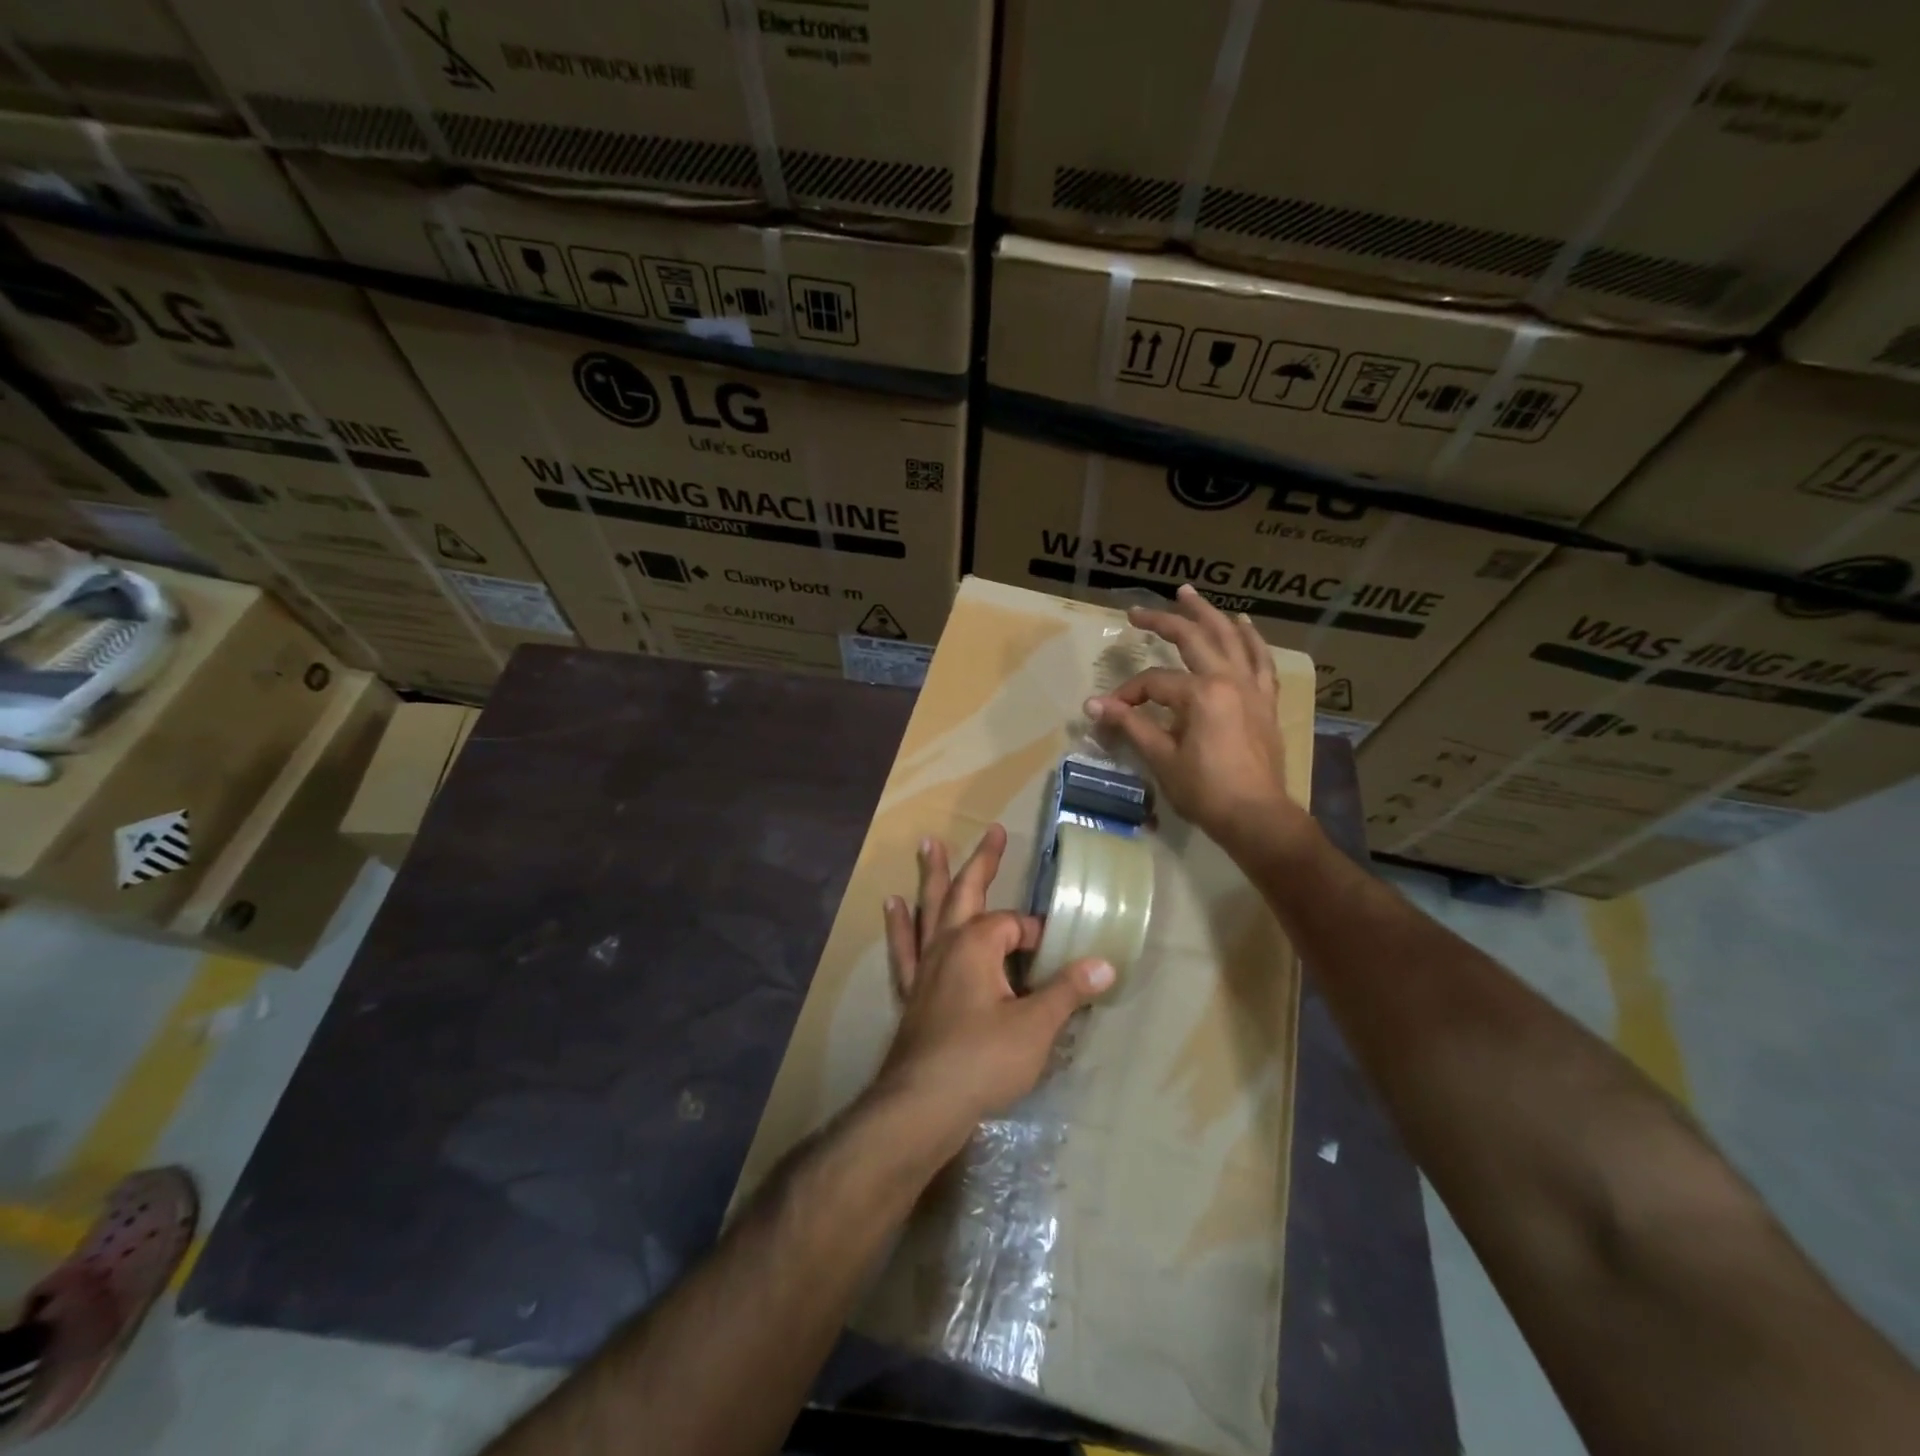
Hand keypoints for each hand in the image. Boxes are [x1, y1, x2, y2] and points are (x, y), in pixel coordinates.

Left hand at [874, 824, 1112, 1158]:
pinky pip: (904, 947)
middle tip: (994, 830)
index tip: (1058, 958)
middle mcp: (947, 944)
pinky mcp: (911, 991)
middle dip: (984, 862)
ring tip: (927, 843)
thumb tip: (1105, 964)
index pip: (1015, 926)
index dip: (1038, 938)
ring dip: (931, 875)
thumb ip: (1067, 991)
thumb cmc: (982, 1060)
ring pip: (929, 909)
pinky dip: (900, 924)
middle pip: (966, 892)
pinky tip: (892, 906)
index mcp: (978, 943)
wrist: (922, 1104)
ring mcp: (924, 966)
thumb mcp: (1036, 1027)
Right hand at [1085, 584, 1309, 854]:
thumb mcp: (1161, 757)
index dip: (1128, 694)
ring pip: (1231, 639)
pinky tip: (1243, 625)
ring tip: (1190, 594)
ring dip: (1209, 614)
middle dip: (1163, 622)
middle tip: (1138, 610)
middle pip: (1193, 639)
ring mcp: (1252, 688)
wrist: (1257, 817)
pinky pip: (1260, 661)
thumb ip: (1130, 725)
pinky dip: (1251, 639)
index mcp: (1200, 693)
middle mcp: (1228, 680)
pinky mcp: (1265, 702)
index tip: (1109, 711)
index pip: (1154, 682)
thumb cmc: (1205, 790)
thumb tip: (1092, 705)